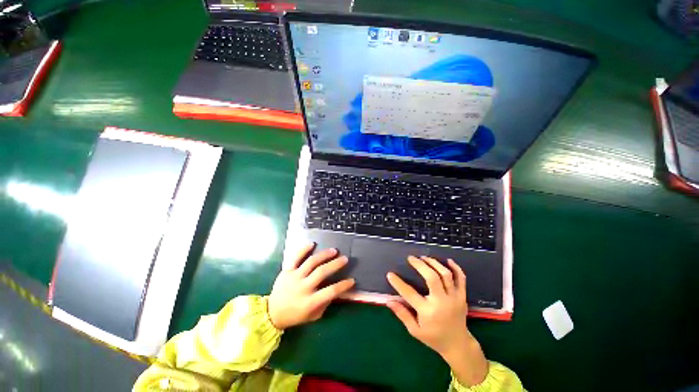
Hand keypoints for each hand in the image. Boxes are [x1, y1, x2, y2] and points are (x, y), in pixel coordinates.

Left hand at [268, 243, 354, 329]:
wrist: (272, 313)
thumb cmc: (295, 315)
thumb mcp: (313, 316)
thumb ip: (325, 303)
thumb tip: (337, 290)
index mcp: (310, 302)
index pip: (331, 292)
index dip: (343, 285)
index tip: (352, 280)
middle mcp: (303, 288)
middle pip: (322, 272)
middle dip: (335, 264)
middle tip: (345, 259)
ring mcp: (294, 277)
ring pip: (311, 262)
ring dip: (324, 255)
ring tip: (334, 250)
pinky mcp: (287, 271)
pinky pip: (295, 257)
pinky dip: (303, 249)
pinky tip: (312, 244)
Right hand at [386, 256, 487, 386]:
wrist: (458, 345)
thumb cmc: (434, 338)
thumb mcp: (415, 330)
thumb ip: (402, 314)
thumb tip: (388, 301)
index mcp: (428, 312)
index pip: (410, 293)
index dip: (398, 283)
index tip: (390, 274)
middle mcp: (442, 302)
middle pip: (432, 277)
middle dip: (420, 265)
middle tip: (411, 258)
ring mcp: (454, 298)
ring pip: (445, 275)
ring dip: (434, 263)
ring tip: (424, 257)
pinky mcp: (462, 296)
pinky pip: (461, 279)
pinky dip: (456, 268)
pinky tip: (447, 260)